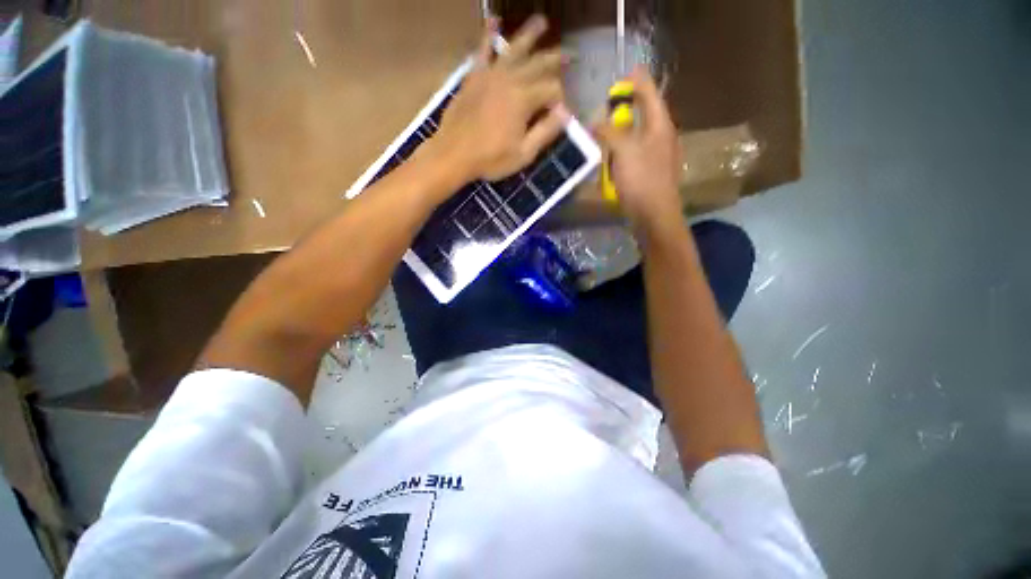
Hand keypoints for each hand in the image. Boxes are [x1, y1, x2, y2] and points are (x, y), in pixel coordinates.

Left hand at [430, 16, 569, 182]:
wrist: (453, 154)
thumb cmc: (491, 159)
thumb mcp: (523, 154)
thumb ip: (545, 132)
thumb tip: (566, 112)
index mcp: (524, 100)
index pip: (552, 90)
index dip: (560, 100)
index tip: (560, 112)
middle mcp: (510, 79)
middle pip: (538, 64)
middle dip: (556, 60)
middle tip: (571, 54)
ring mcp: (490, 74)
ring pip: (514, 48)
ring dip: (530, 34)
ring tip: (542, 21)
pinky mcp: (474, 76)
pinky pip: (483, 50)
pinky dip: (489, 34)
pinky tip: (493, 20)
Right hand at [592, 68, 682, 231]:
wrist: (654, 215)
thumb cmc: (642, 180)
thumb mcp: (623, 151)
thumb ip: (609, 132)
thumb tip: (596, 121)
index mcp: (660, 125)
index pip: (650, 94)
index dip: (638, 81)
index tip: (627, 70)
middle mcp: (662, 137)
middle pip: (646, 113)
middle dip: (629, 106)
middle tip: (611, 103)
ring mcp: (658, 156)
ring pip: (639, 135)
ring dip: (624, 130)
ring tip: (607, 131)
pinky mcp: (650, 173)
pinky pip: (635, 154)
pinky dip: (623, 151)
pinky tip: (613, 158)